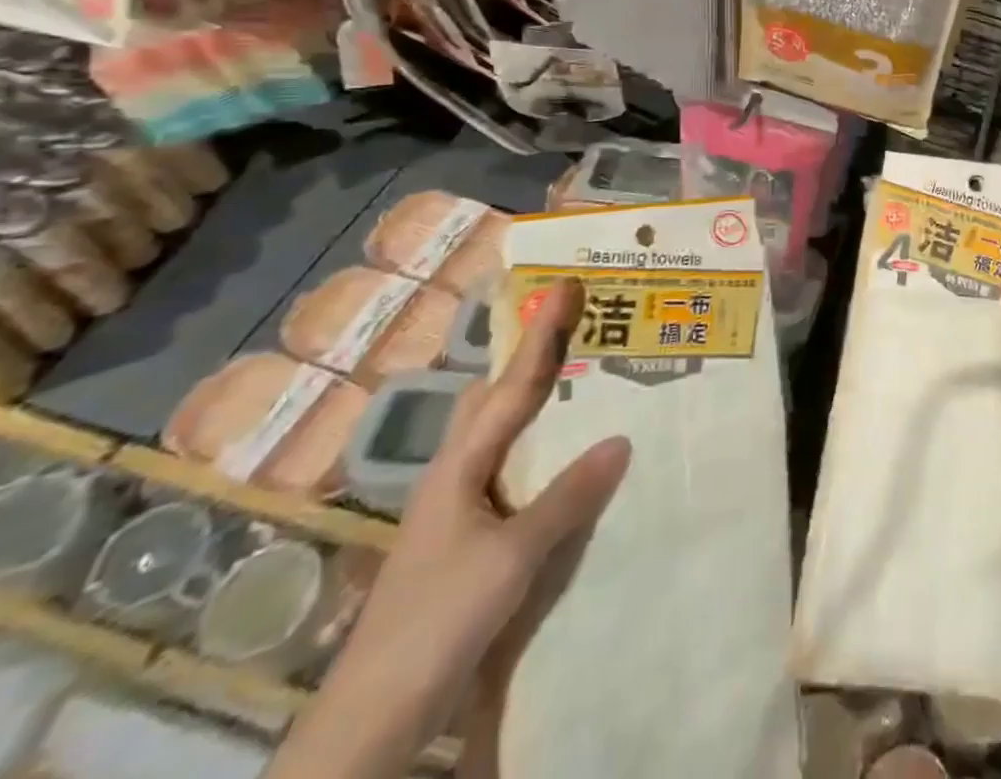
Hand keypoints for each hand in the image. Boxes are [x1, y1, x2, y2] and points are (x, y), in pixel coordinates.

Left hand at [272, 279, 630, 778]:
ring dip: (540, 404)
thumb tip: (622, 438)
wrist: (377, 714)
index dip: (540, 335)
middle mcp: (457, 475)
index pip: (511, 385)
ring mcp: (461, 509)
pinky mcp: (471, 541)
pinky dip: (544, 451)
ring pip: (504, 436)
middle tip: (580, 329)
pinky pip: (515, 474)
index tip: (565, 287)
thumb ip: (566, 497)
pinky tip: (573, 460)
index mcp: (459, 466)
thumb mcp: (511, 557)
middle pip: (495, 400)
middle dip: (533, 359)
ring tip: (587, 382)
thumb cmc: (438, 619)